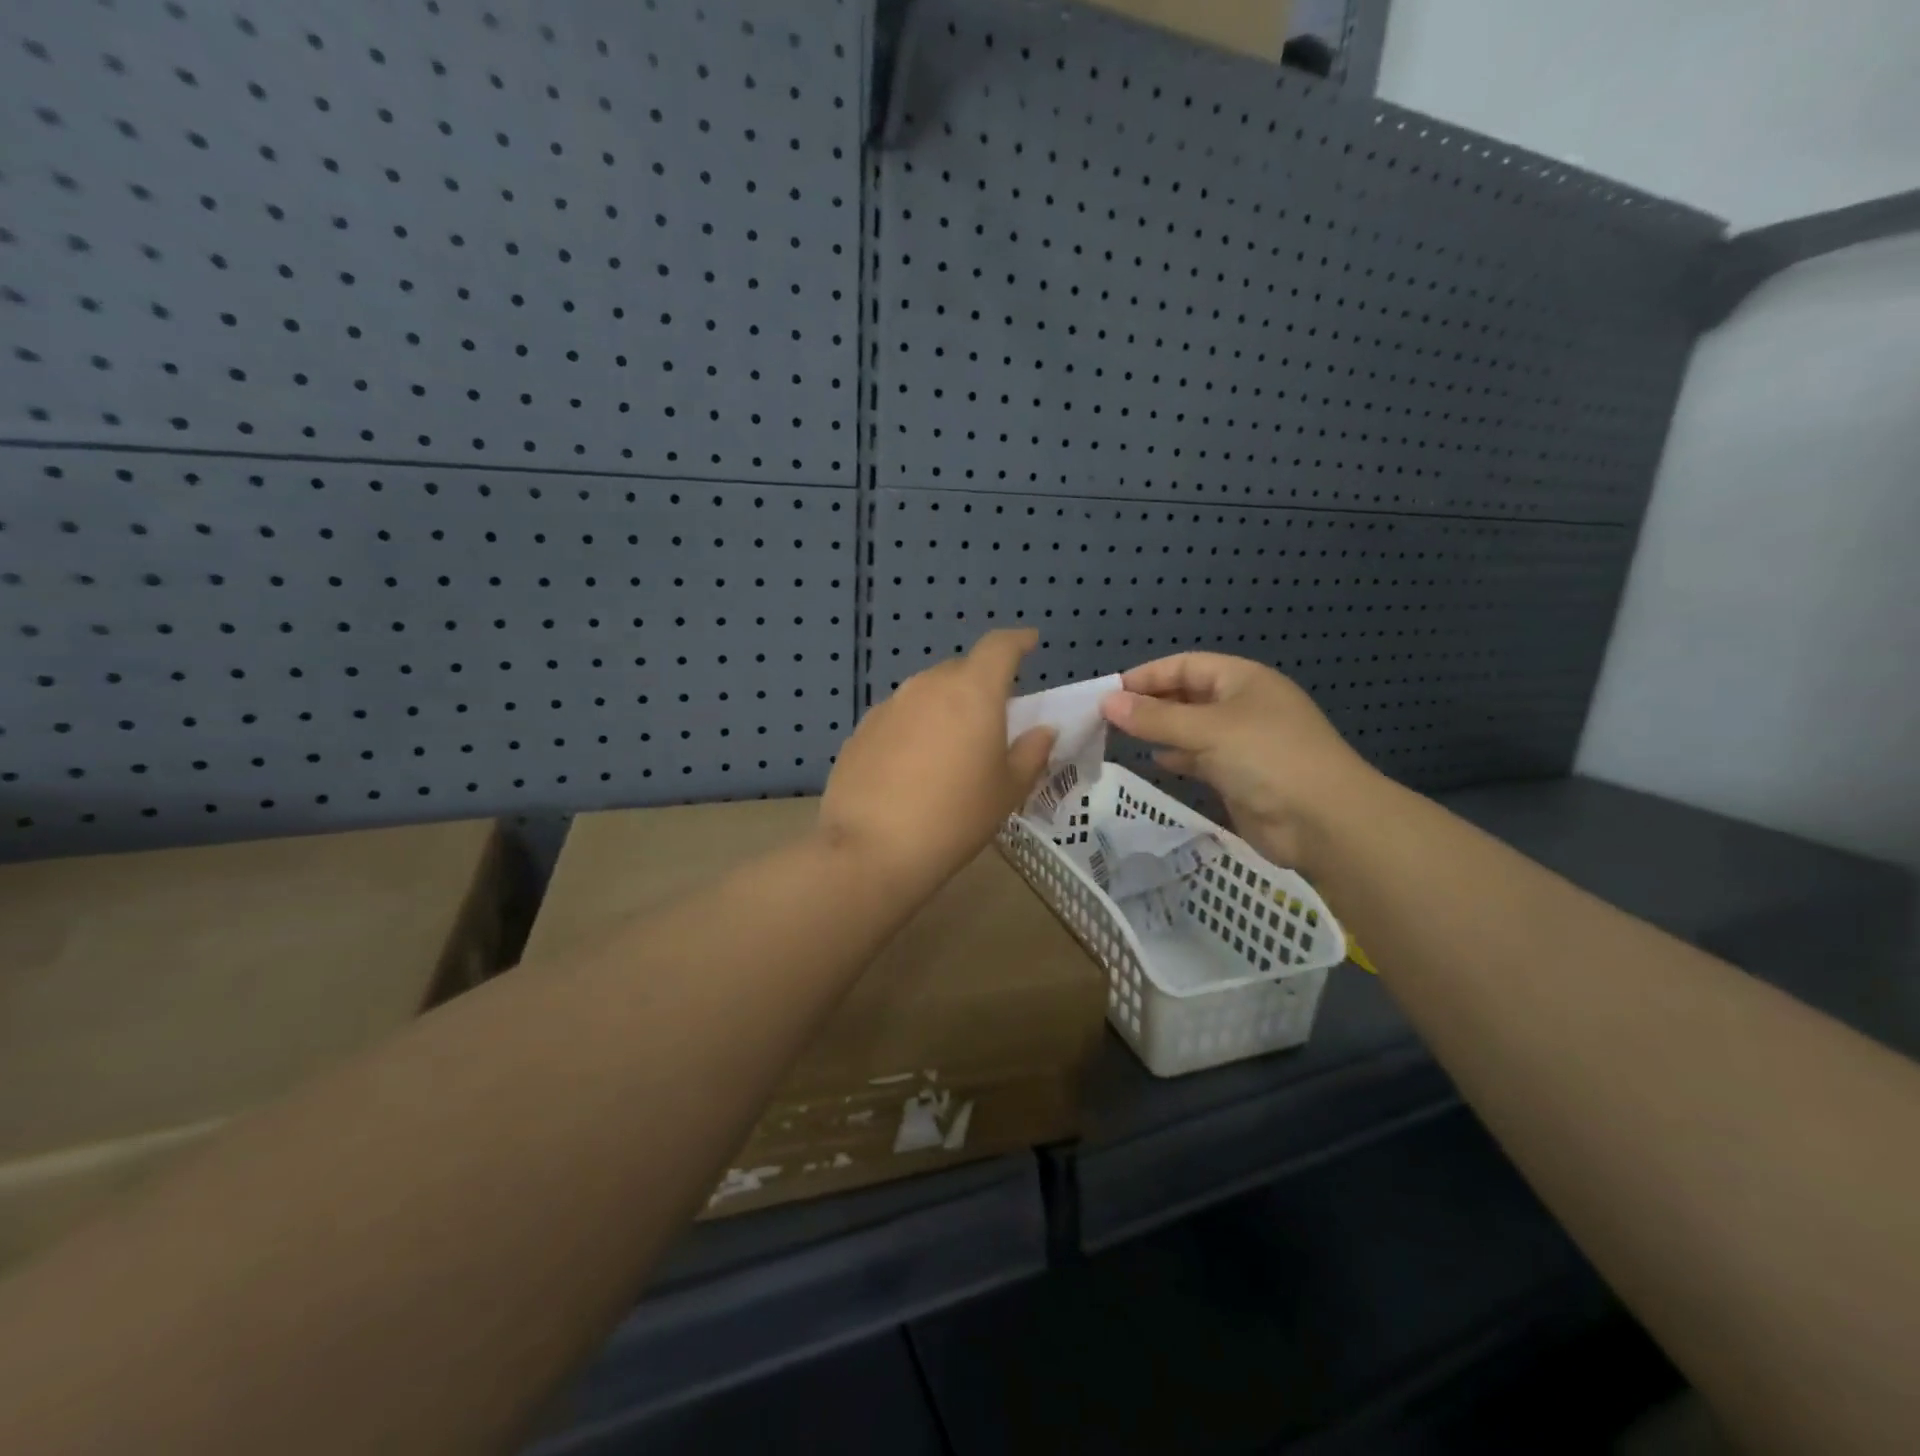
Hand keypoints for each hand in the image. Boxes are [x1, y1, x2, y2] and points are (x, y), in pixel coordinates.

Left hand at [819, 629, 1055, 897]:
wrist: (872, 849)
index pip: (998, 647)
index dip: (1017, 641)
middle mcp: (927, 686)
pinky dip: (913, 729)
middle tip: (990, 721)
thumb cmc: (955, 817)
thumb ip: (1031, 753)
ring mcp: (888, 706)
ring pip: (926, 694)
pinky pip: (898, 718)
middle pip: (960, 671)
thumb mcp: (1007, 790)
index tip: (1029, 643)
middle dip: (980, 686)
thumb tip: (1042, 731)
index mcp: (972, 692)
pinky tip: (911, 768)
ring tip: (949, 749)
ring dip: (944, 708)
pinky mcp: (860, 730)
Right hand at [1100, 654, 1378, 871]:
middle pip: (1187, 695)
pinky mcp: (1240, 775)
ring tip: (1121, 738)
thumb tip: (1107, 702)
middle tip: (1107, 718)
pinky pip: (1200, 757)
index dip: (1147, 675)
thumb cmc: (1267, 758)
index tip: (1108, 691)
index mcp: (1242, 680)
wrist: (1323, 821)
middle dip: (1150, 704)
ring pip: (1191, 728)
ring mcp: (1243, 742)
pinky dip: (1178, 756)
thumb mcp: (1207, 730)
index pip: (1186, 665)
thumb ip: (1155, 718)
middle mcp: (1242, 705)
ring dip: (1160, 731)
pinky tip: (1156, 761)